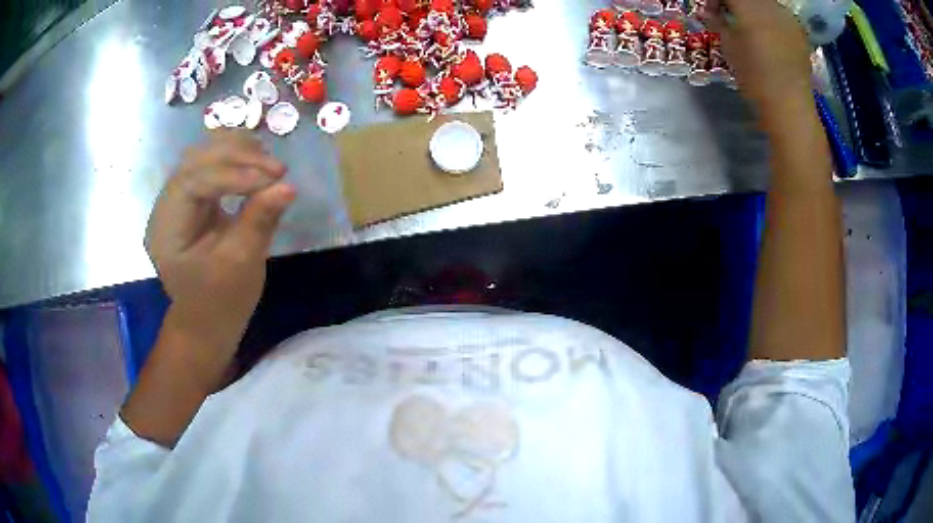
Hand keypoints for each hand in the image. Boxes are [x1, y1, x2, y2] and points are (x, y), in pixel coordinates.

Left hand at [145, 130, 294, 350]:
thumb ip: (259, 221)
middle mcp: (166, 206)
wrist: (207, 321)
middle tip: (277, 169)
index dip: (233, 174)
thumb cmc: (220, 302)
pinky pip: (210, 165)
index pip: (193, 181)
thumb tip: (288, 187)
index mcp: (166, 229)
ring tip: (270, 164)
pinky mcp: (192, 198)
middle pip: (196, 160)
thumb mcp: (241, 265)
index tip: (274, 178)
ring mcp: (177, 199)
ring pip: (203, 155)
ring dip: (237, 151)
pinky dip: (235, 157)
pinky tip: (257, 161)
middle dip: (237, 157)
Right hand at [704, 0, 812, 120]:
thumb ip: (718, 23)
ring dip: (753, 9)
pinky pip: (780, 15)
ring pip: (765, 3)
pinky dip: (770, 18)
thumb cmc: (755, 78)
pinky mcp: (799, 31)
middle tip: (729, 16)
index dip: (715, 0)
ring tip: (750, 26)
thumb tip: (709, 13)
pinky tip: (769, 35)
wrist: (790, 107)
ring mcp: (787, 17)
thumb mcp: (729, 48)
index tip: (711, 12)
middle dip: (735, 3)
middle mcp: (769, 5)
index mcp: (748, 6)